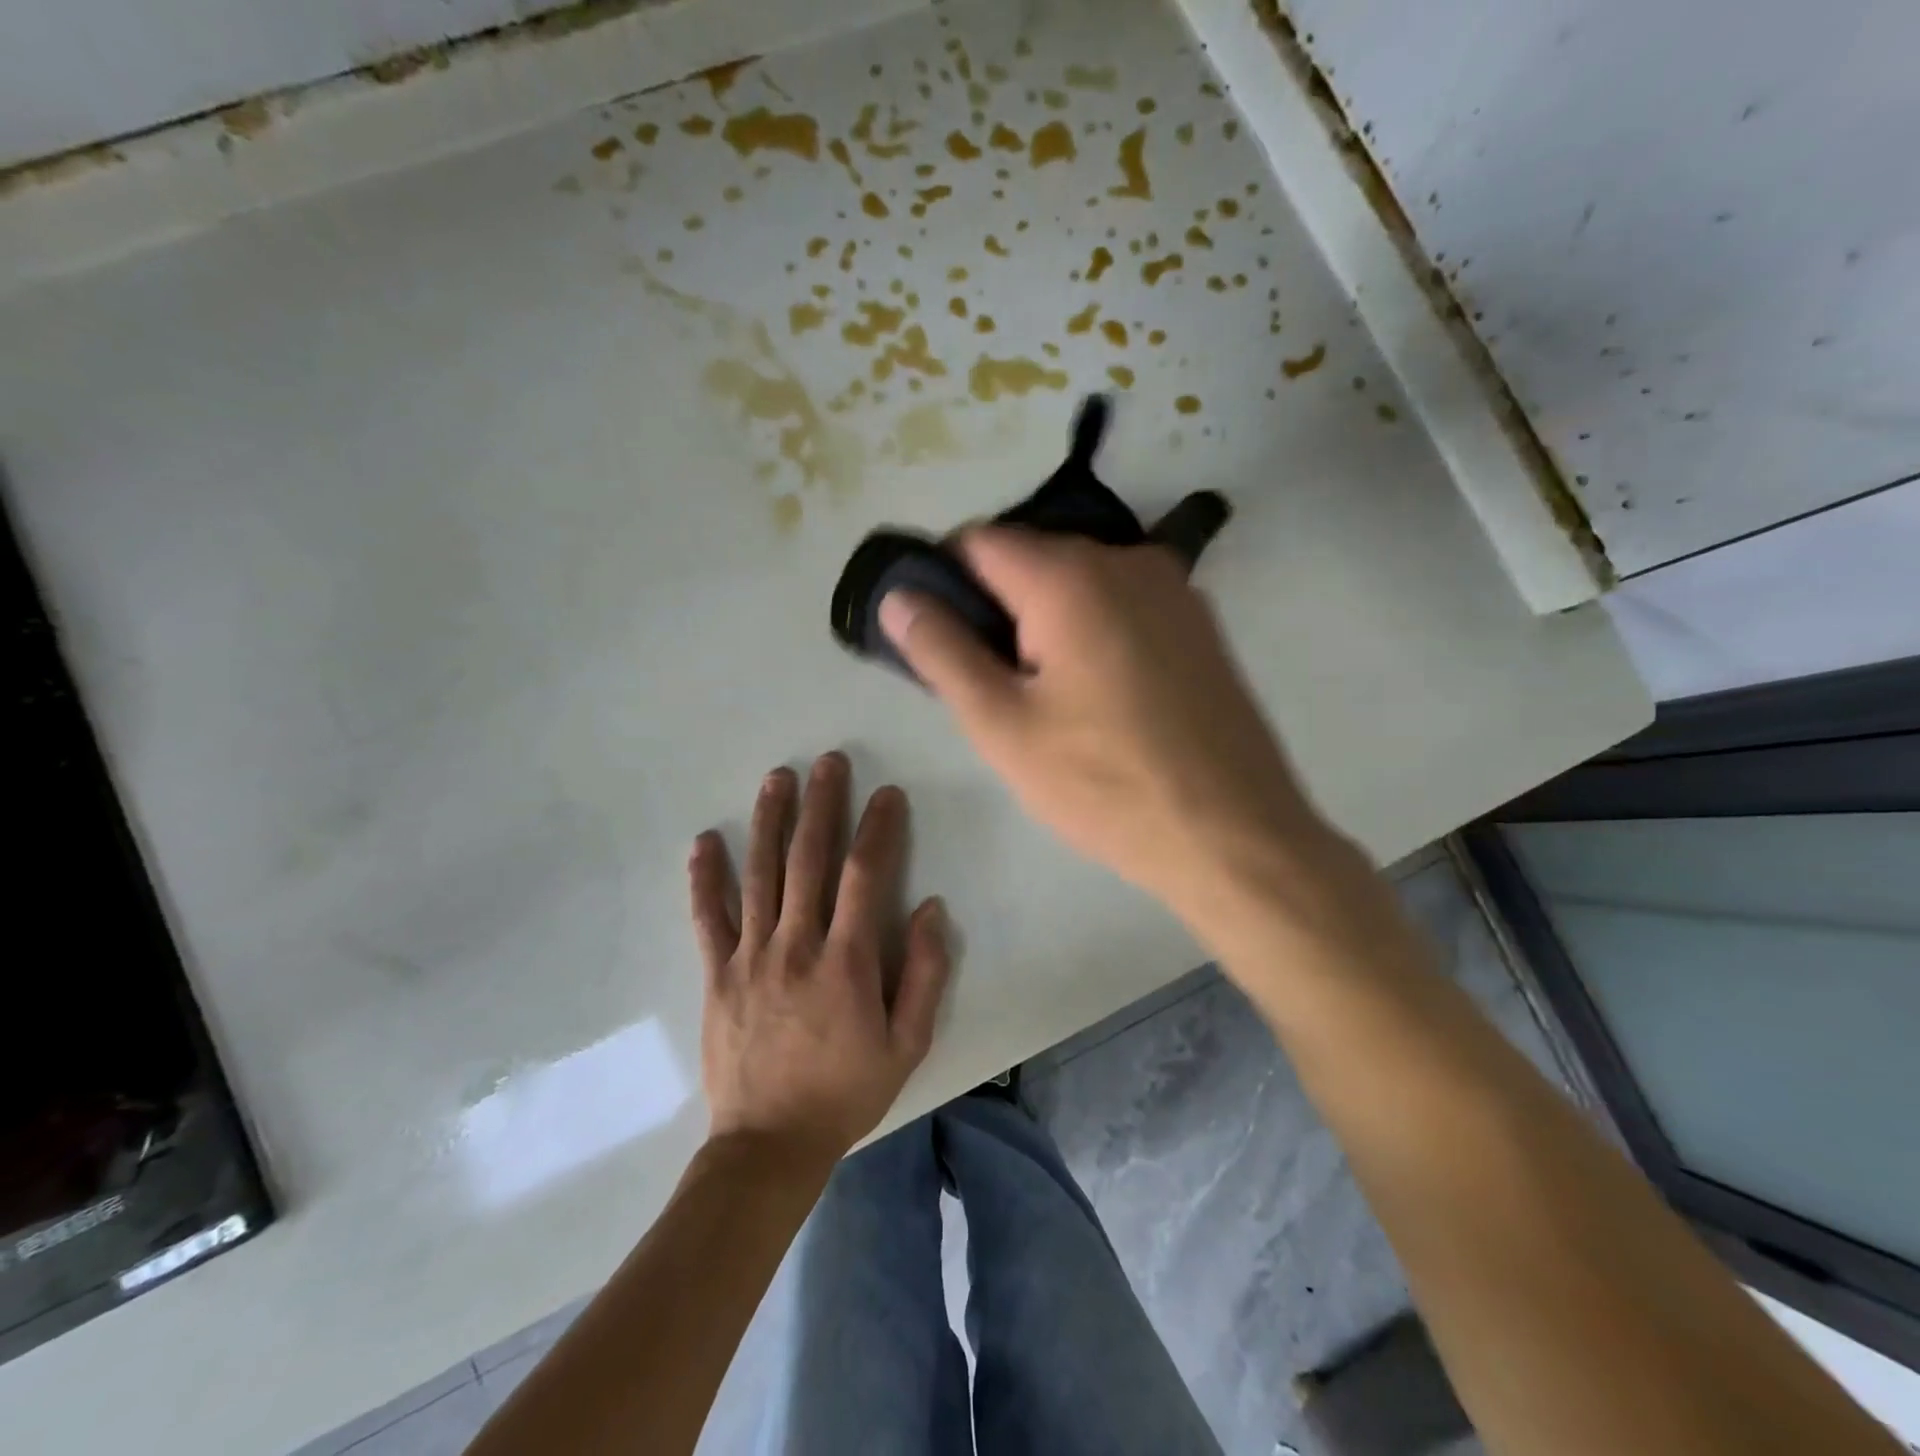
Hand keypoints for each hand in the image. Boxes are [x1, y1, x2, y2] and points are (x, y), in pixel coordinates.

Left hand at [689, 752, 948, 1165]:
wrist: (768, 1145)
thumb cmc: (846, 1092)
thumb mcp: (907, 1044)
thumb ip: (926, 974)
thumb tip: (931, 908)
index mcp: (847, 961)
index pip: (865, 876)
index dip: (878, 828)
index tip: (887, 794)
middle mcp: (797, 945)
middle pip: (809, 859)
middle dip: (822, 804)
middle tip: (829, 761)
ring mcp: (750, 956)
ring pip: (759, 874)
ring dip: (769, 821)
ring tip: (777, 778)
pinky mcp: (717, 973)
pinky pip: (708, 917)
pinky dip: (705, 877)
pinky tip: (705, 840)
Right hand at [879, 527, 1342, 921]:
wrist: (1235, 836)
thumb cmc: (1104, 785)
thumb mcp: (1002, 725)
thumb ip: (940, 651)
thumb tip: (897, 596)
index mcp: (1070, 575)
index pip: (977, 541)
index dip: (943, 582)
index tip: (938, 642)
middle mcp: (1127, 559)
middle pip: (1030, 559)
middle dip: (995, 610)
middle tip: (991, 690)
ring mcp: (1173, 589)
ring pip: (1077, 585)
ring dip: (1043, 625)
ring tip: (1045, 703)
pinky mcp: (1199, 624)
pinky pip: (1120, 608)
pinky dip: (1090, 634)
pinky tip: (1098, 700)